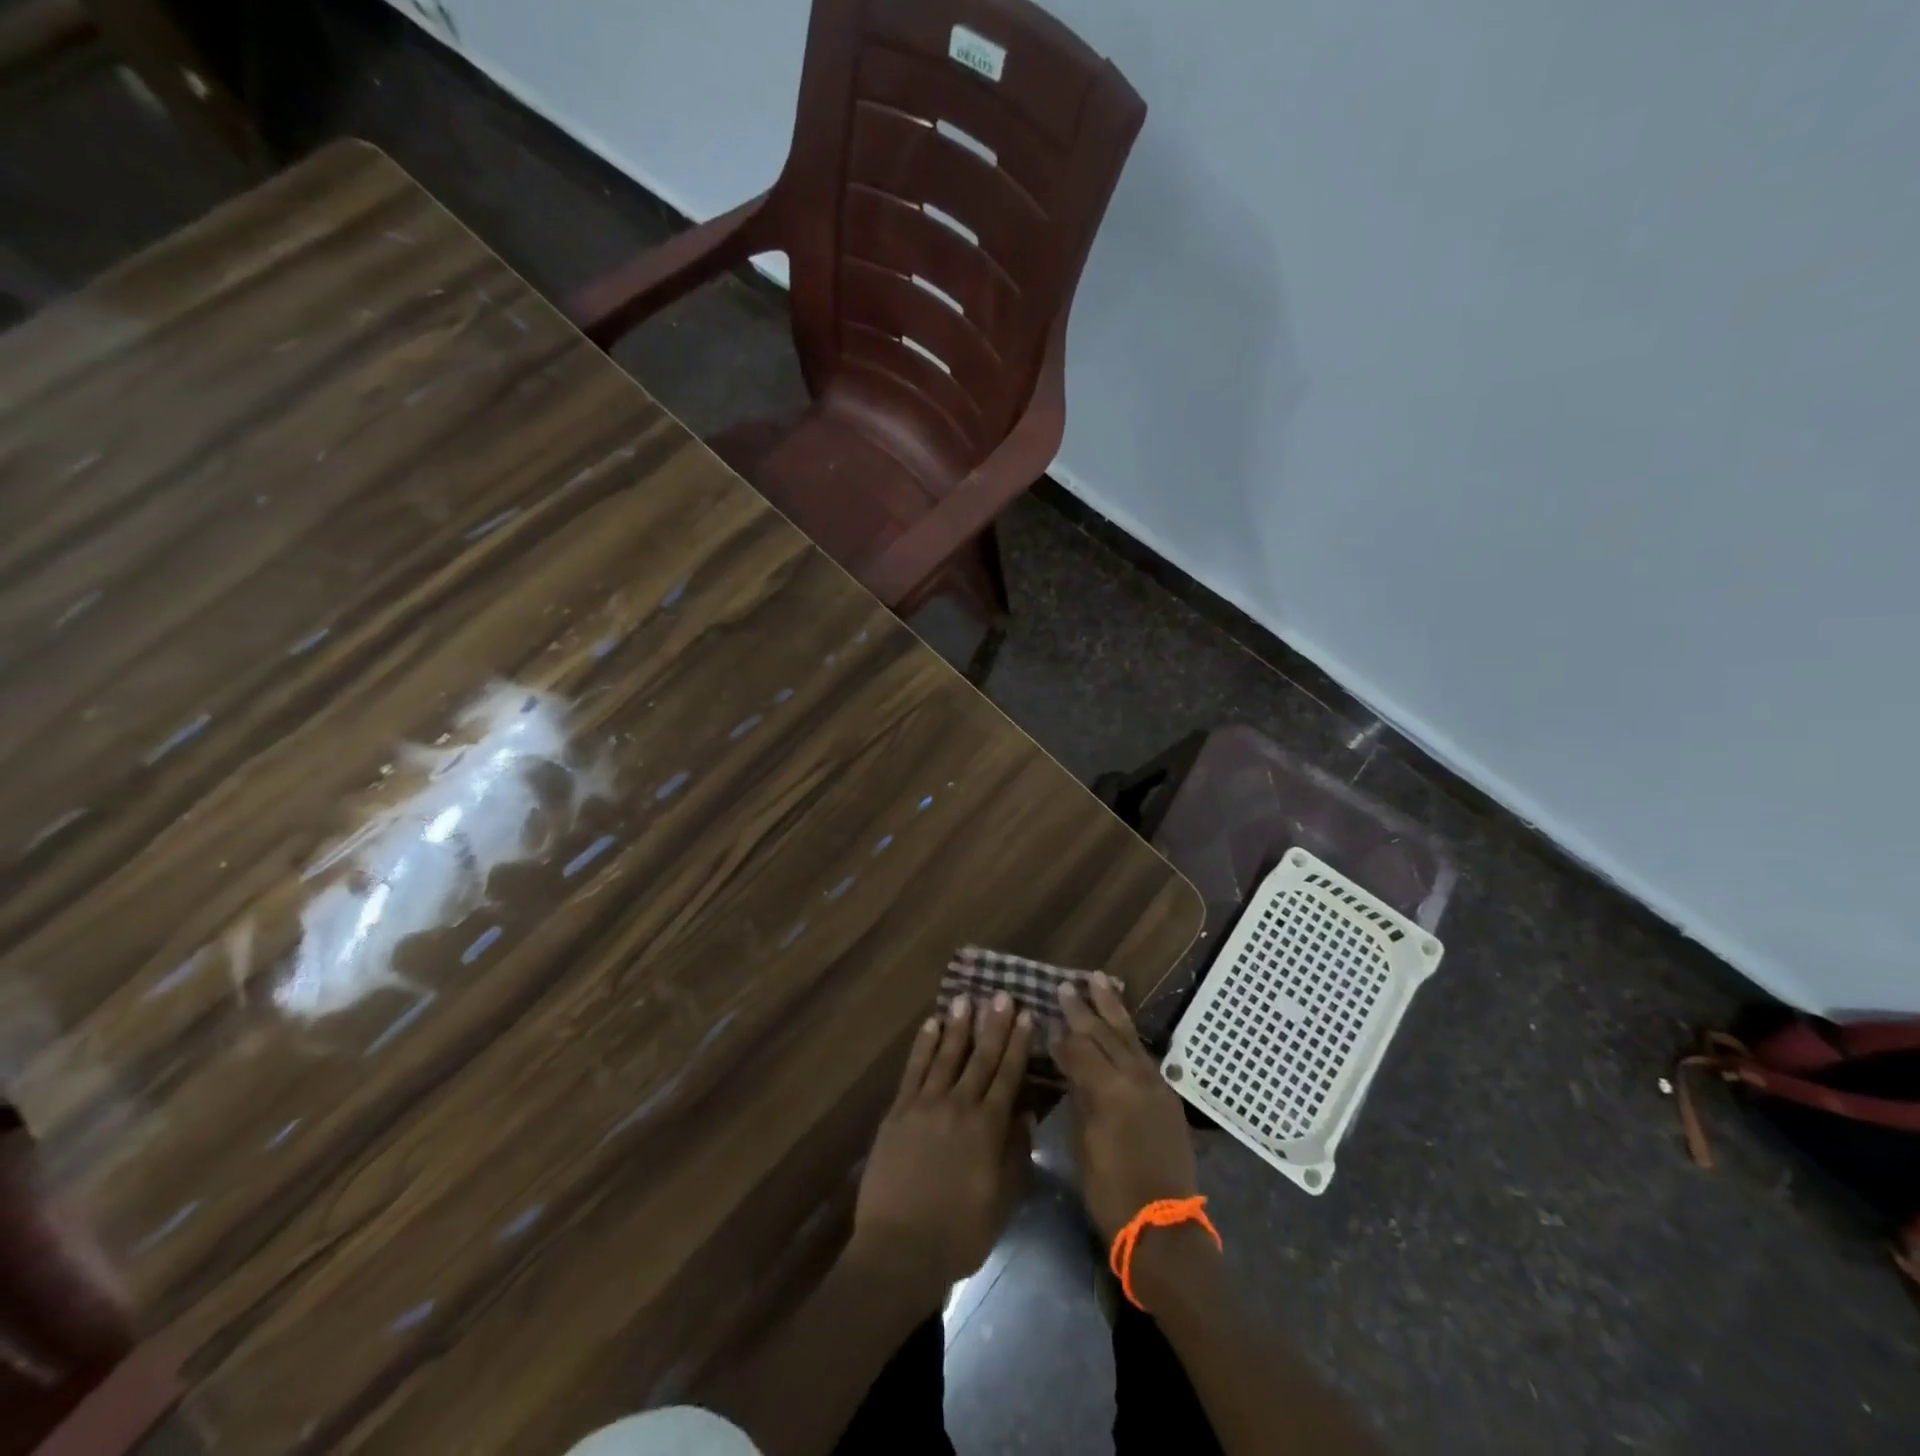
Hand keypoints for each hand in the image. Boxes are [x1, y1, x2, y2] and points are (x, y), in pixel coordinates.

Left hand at [850, 993, 1032, 1301]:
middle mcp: (959, 1106)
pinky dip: (923, 1046)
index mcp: (988, 1128)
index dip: (1018, 1044)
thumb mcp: (1001, 1202)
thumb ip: (1014, 1156)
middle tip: (1001, 995)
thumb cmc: (958, 1234)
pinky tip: (931, 1025)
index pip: (1008, 1076)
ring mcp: (925, 1105)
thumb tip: (1025, 1116)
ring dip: (958, 1026)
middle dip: (993, 1025)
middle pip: (980, 1058)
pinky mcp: (898, 1112)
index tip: (1026, 1015)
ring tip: (967, 999)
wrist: (899, 1249)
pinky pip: (914, 1070)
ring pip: (946, 1056)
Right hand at [1054, 974, 1198, 1242]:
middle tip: (1066, 986)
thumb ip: (1080, 1097)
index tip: (1044, 1016)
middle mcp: (1135, 1078)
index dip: (1061, 1035)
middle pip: (1106, 1034)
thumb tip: (1070, 1067)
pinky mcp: (1166, 1096)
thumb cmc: (1111, 1192)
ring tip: (1099, 980)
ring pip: (1129, 1036)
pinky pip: (1143, 1054)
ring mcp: (1155, 1085)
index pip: (1080, 1049)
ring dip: (1112, 1009)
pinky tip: (1121, 1025)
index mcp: (1110, 1090)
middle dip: (1084, 1009)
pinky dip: (1129, 1035)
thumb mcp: (1084, 1144)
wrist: (1163, 1227)